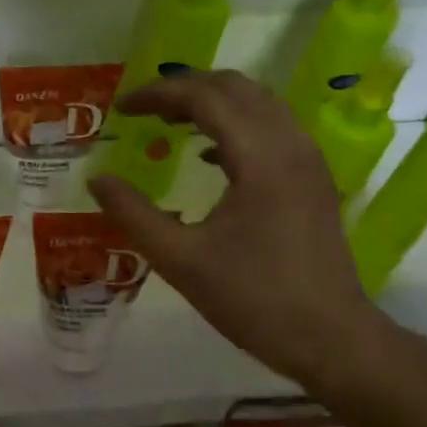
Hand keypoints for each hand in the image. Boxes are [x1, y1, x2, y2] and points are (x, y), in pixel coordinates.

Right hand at [88, 70, 384, 387]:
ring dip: (213, 104)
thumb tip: (97, 181)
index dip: (158, 95)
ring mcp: (309, 162)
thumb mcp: (180, 260)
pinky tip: (209, 156)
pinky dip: (236, 127)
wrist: (329, 338)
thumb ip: (133, 215)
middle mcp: (291, 146)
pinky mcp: (314, 182)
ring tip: (171, 123)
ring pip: (260, 105)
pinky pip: (273, 130)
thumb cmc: (252, 299)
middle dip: (186, 89)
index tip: (121, 109)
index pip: (205, 98)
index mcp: (260, 158)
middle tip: (144, 111)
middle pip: (237, 89)